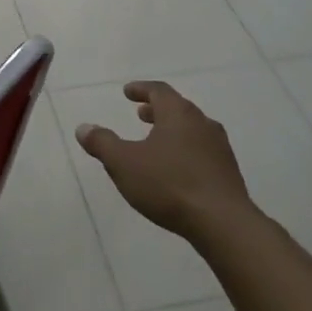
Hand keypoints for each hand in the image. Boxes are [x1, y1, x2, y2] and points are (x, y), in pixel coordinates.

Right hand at [75, 82, 251, 241]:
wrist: (222, 222)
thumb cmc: (169, 185)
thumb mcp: (124, 164)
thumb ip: (102, 143)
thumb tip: (84, 127)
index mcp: (179, 114)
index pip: (159, 90)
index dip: (141, 89)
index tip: (127, 92)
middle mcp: (202, 123)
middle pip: (178, 108)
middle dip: (157, 110)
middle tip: (140, 114)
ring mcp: (219, 147)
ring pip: (192, 129)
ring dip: (171, 130)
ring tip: (155, 142)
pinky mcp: (227, 171)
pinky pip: (202, 151)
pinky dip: (184, 150)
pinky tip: (175, 169)